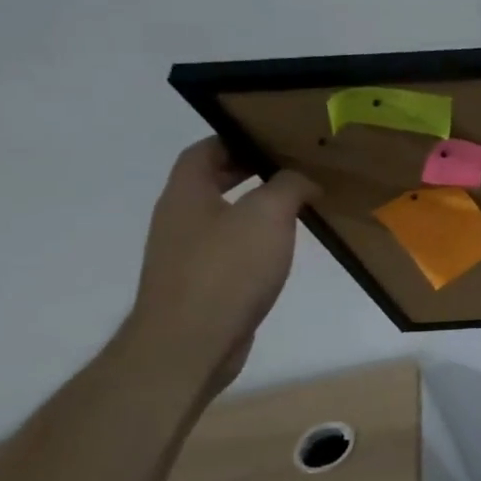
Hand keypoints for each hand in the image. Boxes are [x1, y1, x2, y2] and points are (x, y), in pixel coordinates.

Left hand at [125, 139, 319, 396]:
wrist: (191, 342)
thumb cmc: (227, 269)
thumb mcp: (267, 215)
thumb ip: (288, 187)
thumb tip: (302, 180)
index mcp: (186, 195)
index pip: (203, 151)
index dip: (234, 138)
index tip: (273, 138)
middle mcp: (179, 219)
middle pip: (210, 182)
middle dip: (248, 172)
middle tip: (293, 170)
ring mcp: (186, 255)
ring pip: (223, 217)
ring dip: (256, 209)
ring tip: (298, 209)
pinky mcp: (201, 285)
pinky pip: (229, 250)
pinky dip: (255, 242)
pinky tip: (282, 252)